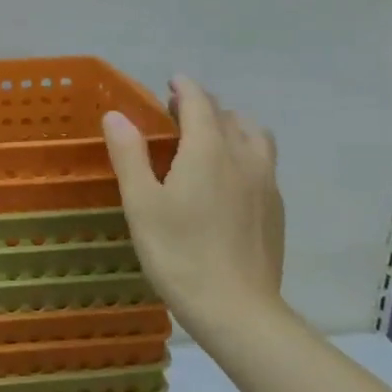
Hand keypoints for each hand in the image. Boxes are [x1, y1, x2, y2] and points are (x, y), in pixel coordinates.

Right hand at [102, 76, 287, 344]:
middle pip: (229, 117)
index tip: (172, 81)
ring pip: (255, 137)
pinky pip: (263, 164)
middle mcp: (243, 158)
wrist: (237, 309)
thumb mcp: (141, 203)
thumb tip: (116, 115)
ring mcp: (266, 184)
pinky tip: (229, 181)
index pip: (199, 103)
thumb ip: (129, 154)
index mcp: (208, 150)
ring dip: (232, 128)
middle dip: (205, 107)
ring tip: (211, 141)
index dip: (185, 88)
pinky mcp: (276, 209)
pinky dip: (245, 155)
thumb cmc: (179, 253)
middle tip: (179, 114)